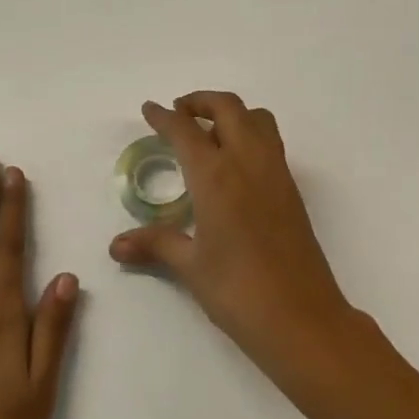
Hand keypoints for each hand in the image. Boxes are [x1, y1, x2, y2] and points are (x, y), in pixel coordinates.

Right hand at [109, 92, 358, 378]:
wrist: (302, 317)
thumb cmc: (238, 291)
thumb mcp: (191, 267)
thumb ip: (155, 244)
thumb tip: (116, 245)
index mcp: (217, 176)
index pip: (186, 132)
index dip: (164, 117)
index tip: (150, 109)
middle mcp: (248, 163)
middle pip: (228, 108)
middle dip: (200, 102)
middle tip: (178, 113)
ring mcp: (276, 173)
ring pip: (257, 119)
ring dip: (231, 113)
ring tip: (208, 131)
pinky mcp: (292, 190)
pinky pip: (270, 143)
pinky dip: (249, 134)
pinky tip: (233, 165)